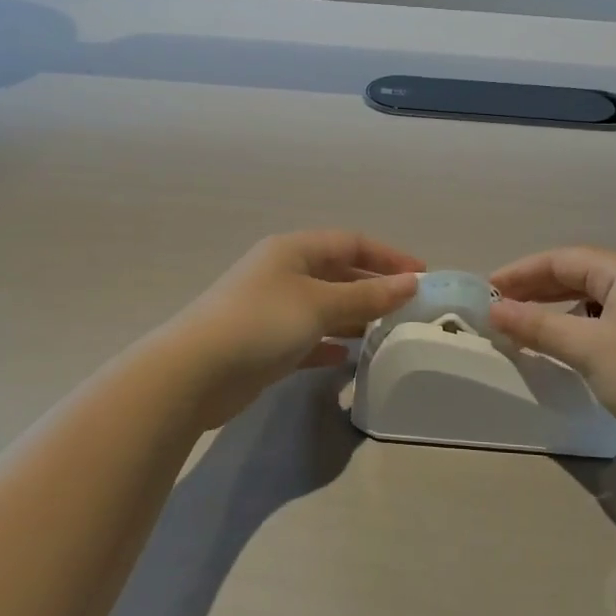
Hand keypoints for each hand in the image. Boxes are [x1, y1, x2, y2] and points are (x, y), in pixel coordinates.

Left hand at [169, 230, 422, 421]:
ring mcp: (271, 309)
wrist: (194, 373)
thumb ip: (367, 295)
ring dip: (353, 316)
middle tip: (408, 308)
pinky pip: (307, 337)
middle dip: (373, 287)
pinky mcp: (264, 344)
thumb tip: (411, 283)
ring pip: (324, 306)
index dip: (388, 256)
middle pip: (338, 273)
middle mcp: (282, 273)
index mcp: (293, 250)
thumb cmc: (261, 323)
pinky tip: (346, 359)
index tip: (422, 275)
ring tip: (386, 332)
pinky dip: (328, 344)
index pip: (351, 242)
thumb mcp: (320, 304)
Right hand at [489, 247, 615, 436]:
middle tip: (499, 308)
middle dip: (536, 289)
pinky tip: (566, 342)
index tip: (487, 291)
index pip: (562, 259)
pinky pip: (607, 317)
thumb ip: (538, 325)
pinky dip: (579, 325)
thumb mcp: (587, 348)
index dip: (520, 273)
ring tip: (525, 325)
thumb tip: (495, 310)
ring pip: (592, 297)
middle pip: (577, 274)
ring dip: (556, 308)